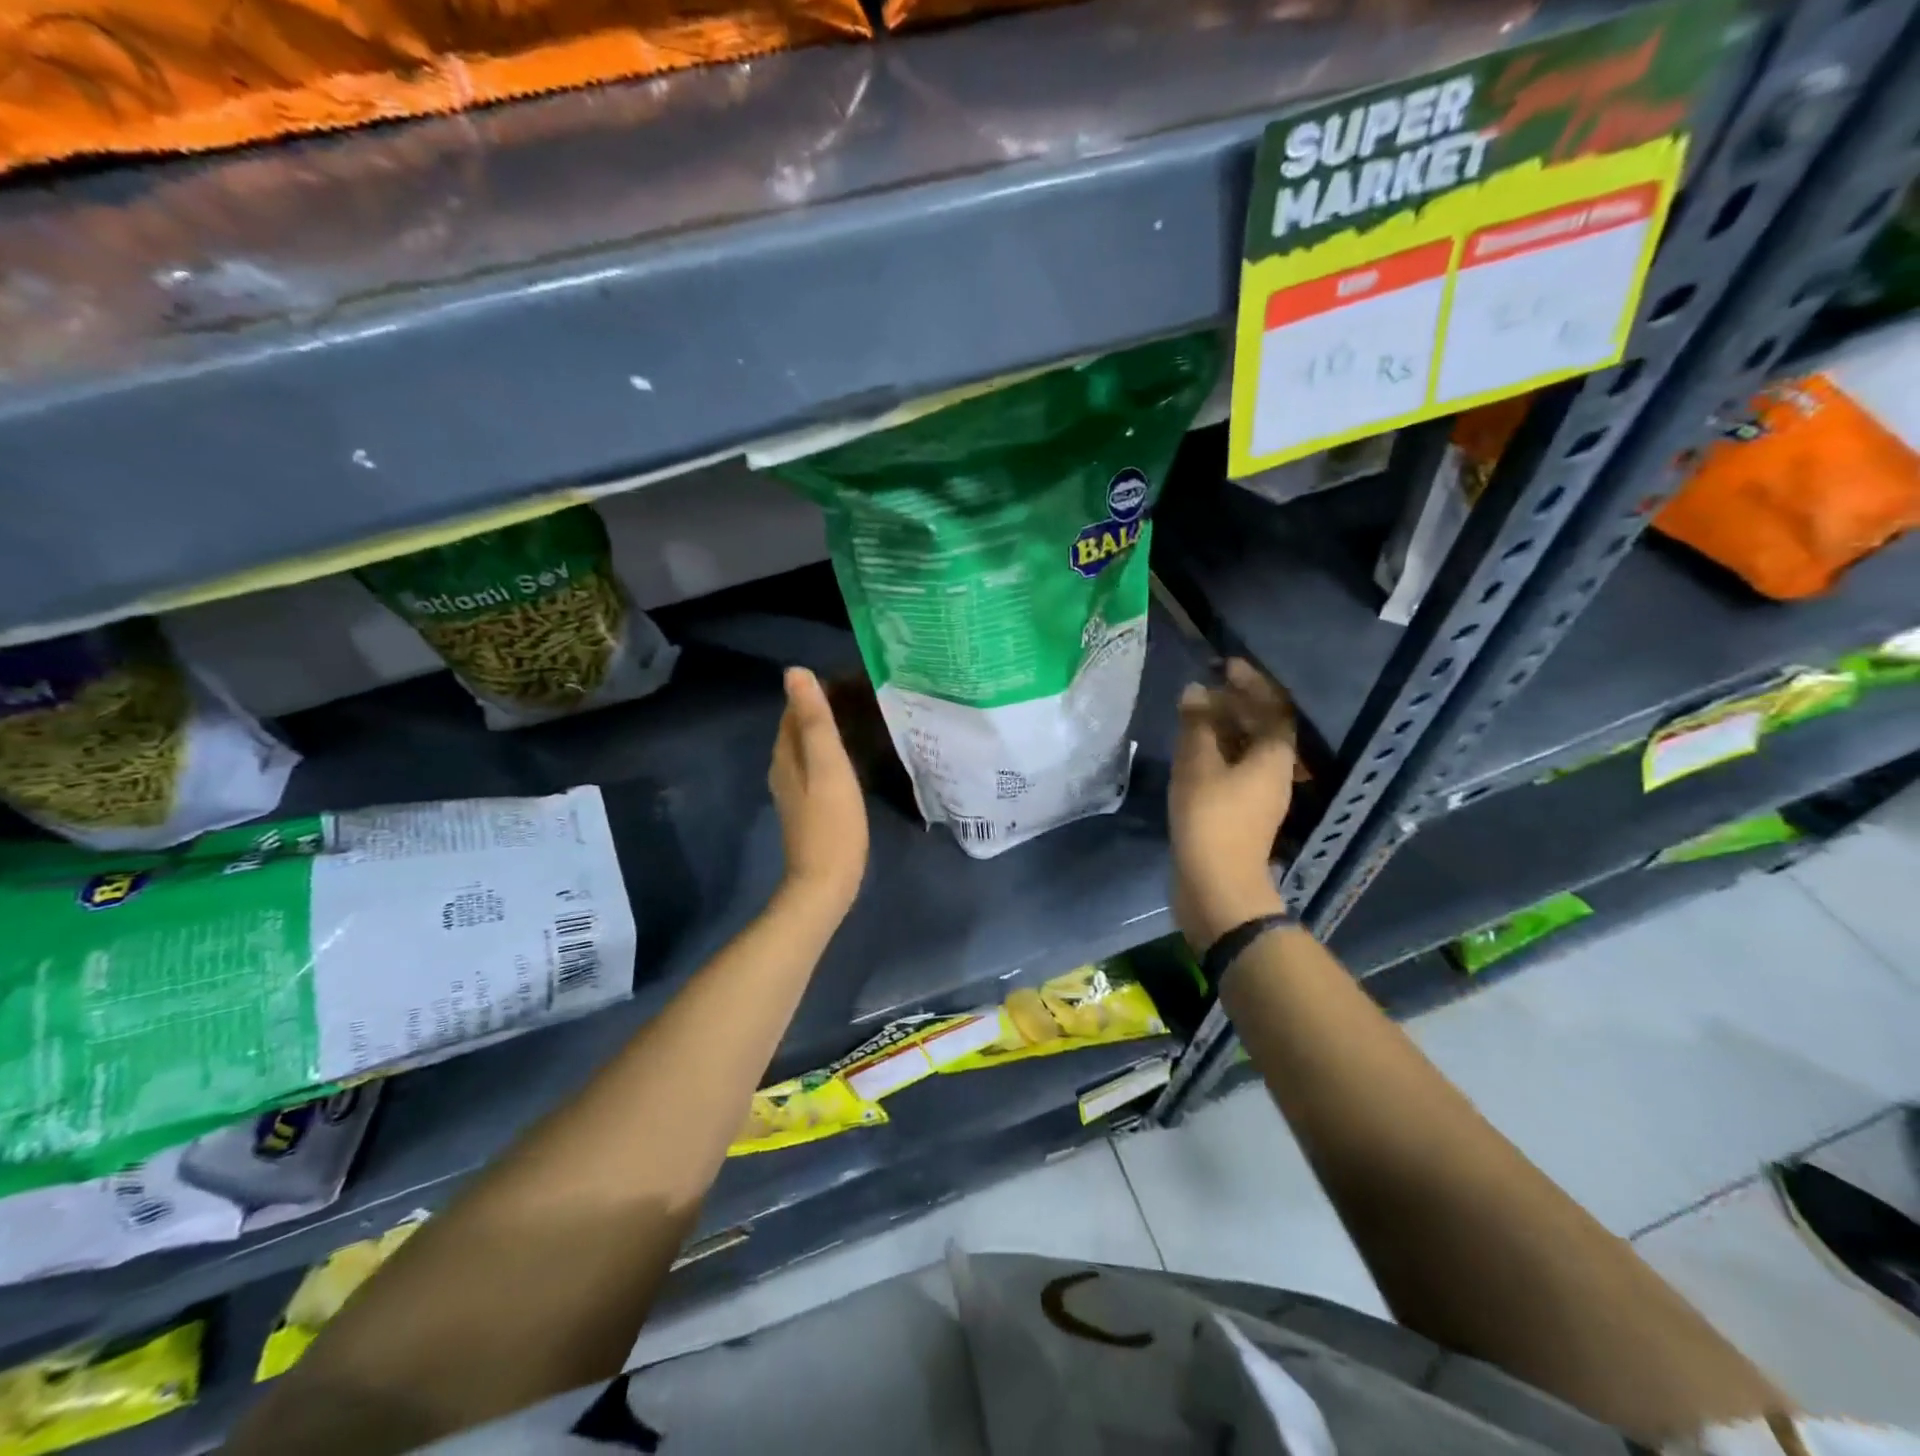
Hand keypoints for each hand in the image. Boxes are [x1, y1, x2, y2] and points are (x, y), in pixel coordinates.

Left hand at [769, 667, 868, 916]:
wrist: (826, 882)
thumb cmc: (832, 822)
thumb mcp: (828, 765)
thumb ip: (814, 720)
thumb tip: (795, 672)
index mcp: (785, 754)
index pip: (794, 708)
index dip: (818, 690)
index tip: (852, 679)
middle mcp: (783, 768)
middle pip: (799, 727)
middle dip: (824, 707)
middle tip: (864, 696)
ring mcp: (795, 790)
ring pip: (809, 747)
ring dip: (829, 731)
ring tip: (864, 720)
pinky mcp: (809, 807)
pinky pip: (818, 767)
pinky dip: (833, 753)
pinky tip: (854, 757)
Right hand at [1169, 659, 1297, 947]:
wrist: (1216, 885)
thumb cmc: (1211, 819)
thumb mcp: (1199, 765)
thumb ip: (1198, 725)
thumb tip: (1196, 691)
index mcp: (1273, 757)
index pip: (1272, 708)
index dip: (1252, 684)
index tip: (1227, 665)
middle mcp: (1274, 773)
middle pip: (1262, 729)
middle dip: (1236, 704)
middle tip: (1205, 688)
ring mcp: (1259, 796)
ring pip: (1247, 750)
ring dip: (1225, 729)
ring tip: (1194, 714)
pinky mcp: (1241, 813)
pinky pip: (1234, 769)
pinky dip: (1217, 753)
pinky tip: (1192, 751)